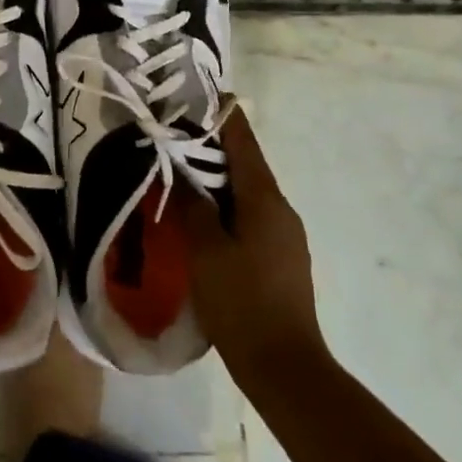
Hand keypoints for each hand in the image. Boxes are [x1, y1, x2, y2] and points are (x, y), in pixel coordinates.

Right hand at [177, 107, 328, 389]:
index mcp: (265, 200)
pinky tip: (202, 218)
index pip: (244, 143)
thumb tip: (184, 175)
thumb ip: (194, 208)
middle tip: (176, 137)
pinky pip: (251, 217)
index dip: (225, 117)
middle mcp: (281, 210)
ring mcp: (285, 236)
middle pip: (246, 166)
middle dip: (213, 149)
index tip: (206, 95)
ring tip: (182, 174)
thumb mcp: (206, 251)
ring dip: (218, 180)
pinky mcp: (281, 258)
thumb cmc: (242, 302)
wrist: (284, 366)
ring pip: (247, 193)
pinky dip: (226, 206)